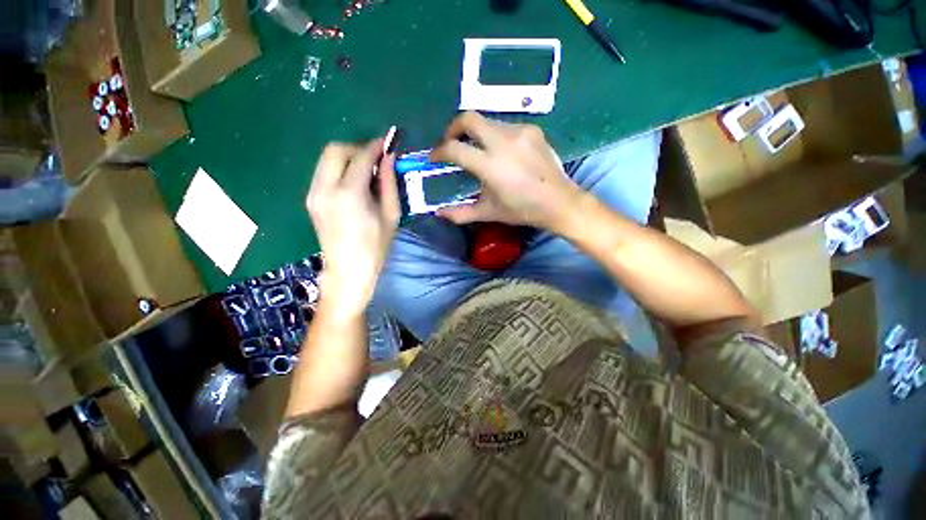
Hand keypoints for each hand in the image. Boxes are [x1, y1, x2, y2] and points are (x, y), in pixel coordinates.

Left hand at [307, 140, 400, 315]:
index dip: (375, 146)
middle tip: (376, 158)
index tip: (388, 142)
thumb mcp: (391, 216)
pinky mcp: (311, 199)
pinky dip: (339, 168)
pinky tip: (354, 182)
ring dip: (347, 156)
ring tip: (367, 169)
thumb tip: (388, 158)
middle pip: (336, 149)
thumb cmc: (376, 247)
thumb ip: (389, 184)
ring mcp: (313, 193)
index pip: (360, 157)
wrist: (348, 271)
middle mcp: (325, 188)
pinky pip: (323, 172)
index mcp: (349, 194)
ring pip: (326, 158)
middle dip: (358, 147)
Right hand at [431, 112, 583, 231]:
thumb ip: (461, 213)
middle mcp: (503, 142)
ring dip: (476, 133)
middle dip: (453, 128)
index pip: (455, 148)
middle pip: (469, 118)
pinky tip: (501, 152)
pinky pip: (505, 126)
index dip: (439, 151)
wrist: (559, 202)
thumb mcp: (489, 212)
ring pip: (487, 121)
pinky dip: (495, 135)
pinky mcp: (532, 129)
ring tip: (477, 150)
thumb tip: (439, 213)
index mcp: (490, 165)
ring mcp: (520, 132)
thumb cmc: (522, 210)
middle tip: (451, 143)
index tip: (435, 157)